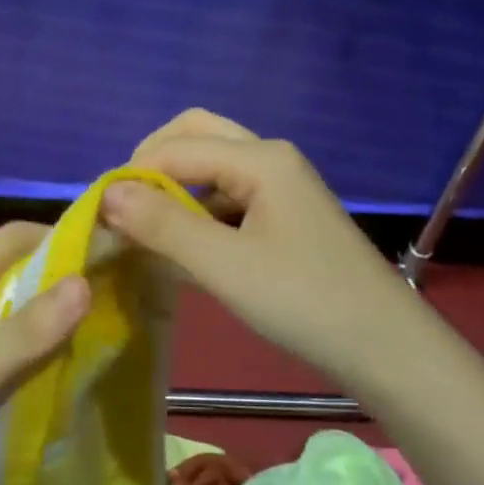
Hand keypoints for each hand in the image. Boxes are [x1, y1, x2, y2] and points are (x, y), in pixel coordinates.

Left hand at [0, 223, 89, 484]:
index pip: (16, 236)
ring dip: (37, 316)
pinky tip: (30, 380)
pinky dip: (12, 347)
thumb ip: (27, 334)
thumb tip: (86, 281)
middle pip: (8, 269)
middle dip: (58, 279)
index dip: (63, 237)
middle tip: (109, 307)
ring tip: (83, 343)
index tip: (110, 259)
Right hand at [101, 109, 416, 387]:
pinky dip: (198, 209)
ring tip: (144, 226)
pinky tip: (184, 245)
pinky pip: (230, 195)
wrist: (386, 348)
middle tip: (124, 205)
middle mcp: (271, 158)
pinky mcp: (286, 215)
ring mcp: (282, 186)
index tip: (97, 215)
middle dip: (152, 162)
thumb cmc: (304, 302)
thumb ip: (163, 225)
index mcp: (260, 158)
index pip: (175, 149)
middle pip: (196, 136)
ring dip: (175, 186)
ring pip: (213, 166)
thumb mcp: (224, 266)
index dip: (132, 176)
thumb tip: (106, 194)